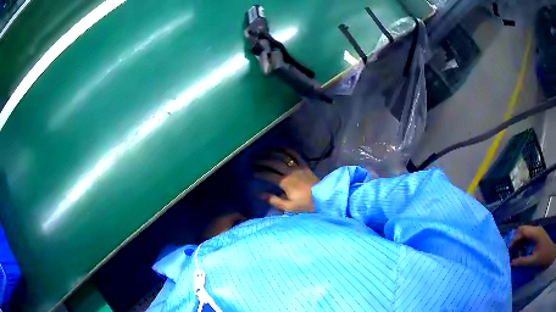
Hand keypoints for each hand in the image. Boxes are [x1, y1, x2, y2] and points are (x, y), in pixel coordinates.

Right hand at [255, 149, 319, 212]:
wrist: (324, 198)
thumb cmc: (306, 205)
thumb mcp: (289, 207)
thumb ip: (273, 200)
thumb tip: (259, 194)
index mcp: (285, 182)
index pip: (268, 175)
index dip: (259, 173)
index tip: (252, 173)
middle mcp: (290, 172)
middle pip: (274, 163)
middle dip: (263, 161)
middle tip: (254, 160)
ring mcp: (298, 167)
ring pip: (283, 157)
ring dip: (273, 153)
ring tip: (265, 152)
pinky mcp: (305, 166)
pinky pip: (296, 155)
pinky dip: (288, 150)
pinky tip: (282, 148)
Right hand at [510, 225, 555, 267]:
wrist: (546, 252)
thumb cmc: (541, 256)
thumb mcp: (532, 261)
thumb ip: (522, 262)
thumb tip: (511, 263)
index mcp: (536, 233)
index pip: (523, 231)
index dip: (515, 239)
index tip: (508, 249)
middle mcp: (536, 229)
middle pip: (524, 230)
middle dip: (516, 240)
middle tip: (510, 252)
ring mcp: (537, 232)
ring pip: (526, 233)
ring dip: (520, 242)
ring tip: (514, 254)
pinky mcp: (538, 236)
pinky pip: (529, 237)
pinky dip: (524, 243)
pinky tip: (521, 252)